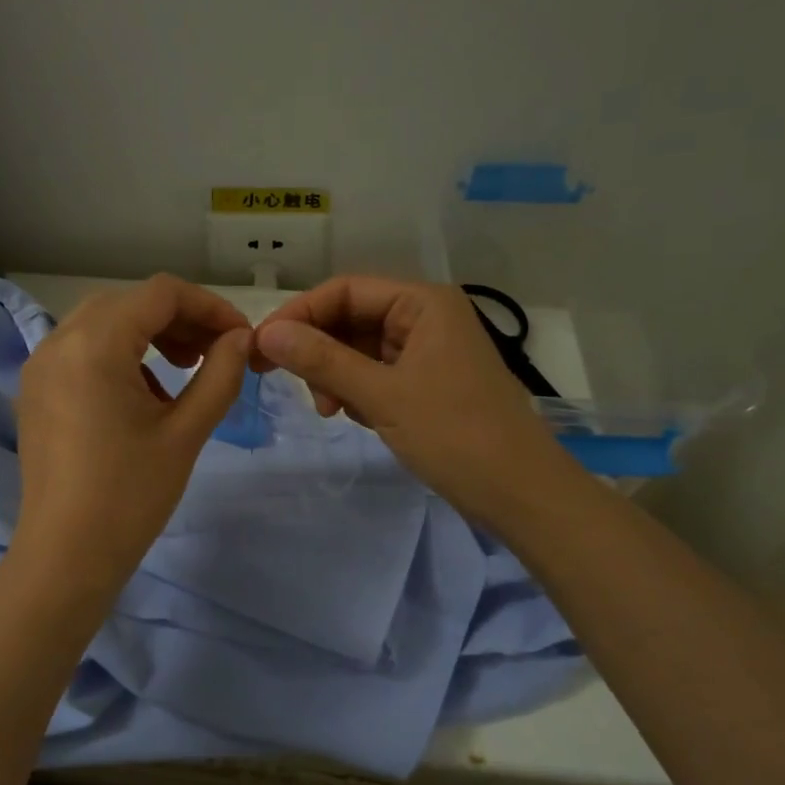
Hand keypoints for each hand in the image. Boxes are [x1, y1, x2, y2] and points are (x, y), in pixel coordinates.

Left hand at [12, 274, 251, 600]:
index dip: (208, 306)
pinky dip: (119, 354)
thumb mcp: (186, 431)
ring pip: (103, 322)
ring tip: (184, 370)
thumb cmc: (131, 496)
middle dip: (179, 318)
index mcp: (95, 345)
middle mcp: (58, 341)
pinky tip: (145, 395)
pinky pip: (82, 350)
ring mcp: (40, 366)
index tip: (239, 337)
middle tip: (214, 352)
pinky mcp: (34, 391)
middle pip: (129, 302)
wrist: (66, 557)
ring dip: (148, 333)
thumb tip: (240, 338)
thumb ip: (220, 374)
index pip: (160, 293)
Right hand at [252, 276, 572, 526]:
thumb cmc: (455, 435)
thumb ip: (322, 360)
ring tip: (333, 411)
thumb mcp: (381, 395)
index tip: (263, 348)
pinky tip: (357, 417)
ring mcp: (429, 351)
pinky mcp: (428, 382)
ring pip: (360, 349)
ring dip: (337, 376)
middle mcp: (426, 317)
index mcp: (423, 303)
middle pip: (351, 318)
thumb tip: (267, 333)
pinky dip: (359, 391)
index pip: (345, 290)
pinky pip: (377, 373)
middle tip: (292, 386)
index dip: (300, 314)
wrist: (521, 495)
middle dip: (319, 351)